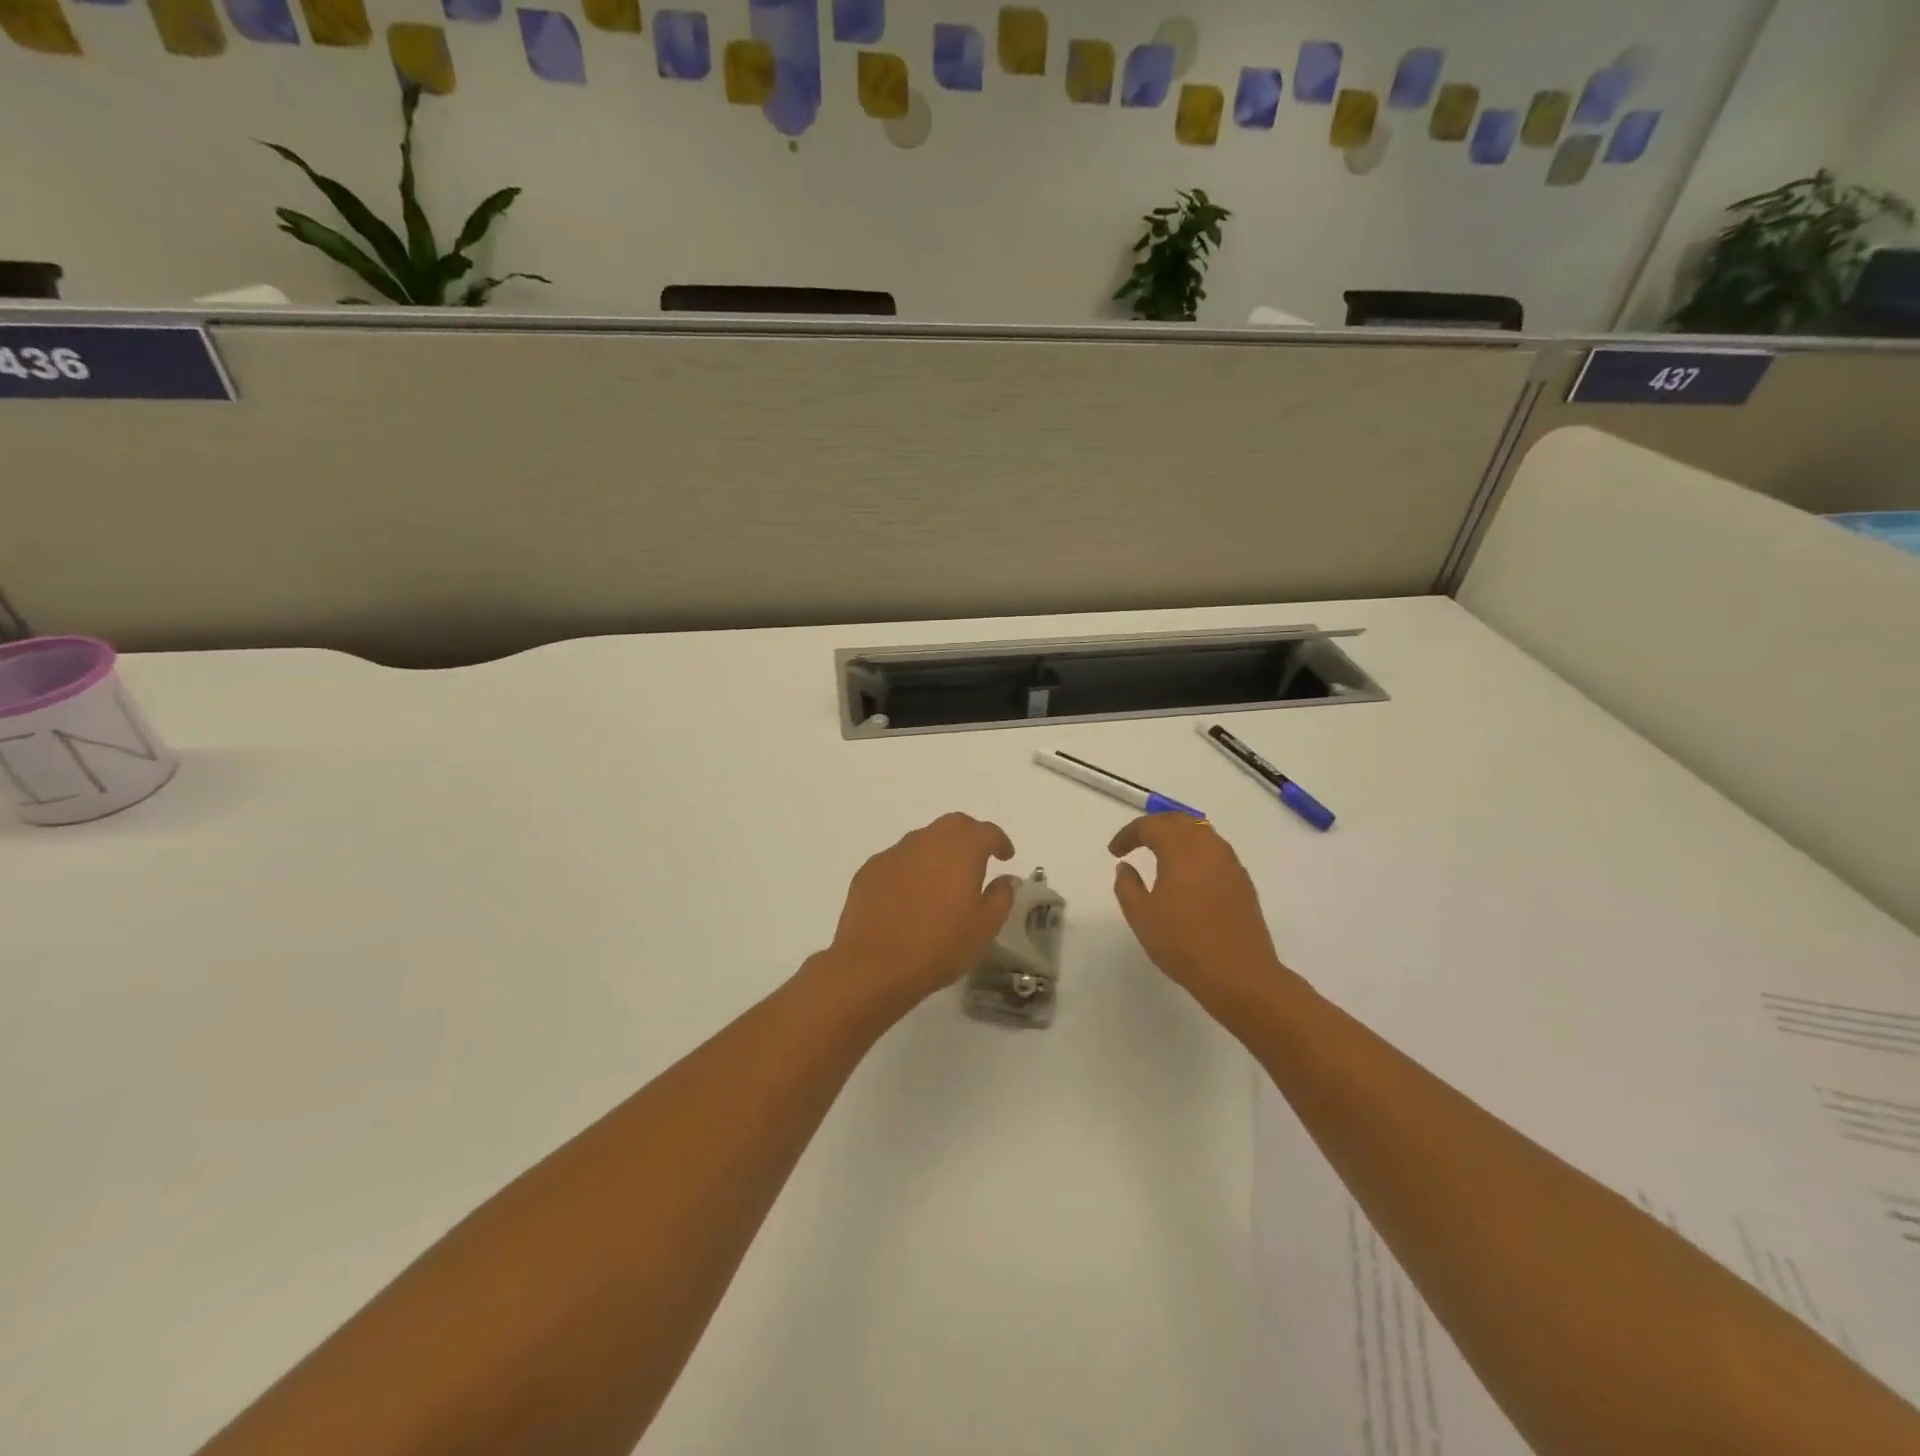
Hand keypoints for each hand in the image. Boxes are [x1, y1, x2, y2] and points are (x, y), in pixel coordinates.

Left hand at [818, 813, 1018, 1020]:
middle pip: (953, 825)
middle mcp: (926, 840)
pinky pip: (898, 860)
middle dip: (969, 836)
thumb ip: (1001, 896)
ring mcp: (894, 853)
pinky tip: (910, 895)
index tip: (1006, 856)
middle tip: (978, 859)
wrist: (873, 965)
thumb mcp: (984, 928)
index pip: (986, 831)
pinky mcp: (870, 870)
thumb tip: (1005, 879)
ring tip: (943, 880)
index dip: (999, 841)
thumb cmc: (939, 946)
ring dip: (938, 852)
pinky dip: (911, 869)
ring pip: (923, 840)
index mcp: (960, 849)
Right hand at [1110, 814, 1286, 1017]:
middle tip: (1136, 842)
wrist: (1239, 974)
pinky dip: (1197, 852)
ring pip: (1202, 832)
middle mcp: (1208, 846)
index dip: (1128, 834)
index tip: (1114, 852)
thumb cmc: (1182, 943)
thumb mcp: (1141, 916)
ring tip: (1161, 855)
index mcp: (1181, 848)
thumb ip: (1127, 885)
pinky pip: (1216, 851)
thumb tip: (1126, 867)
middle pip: (1180, 820)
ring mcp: (1230, 863)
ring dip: (1178, 836)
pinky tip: (1188, 875)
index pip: (1150, 826)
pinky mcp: (1243, 881)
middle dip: (1154, 826)